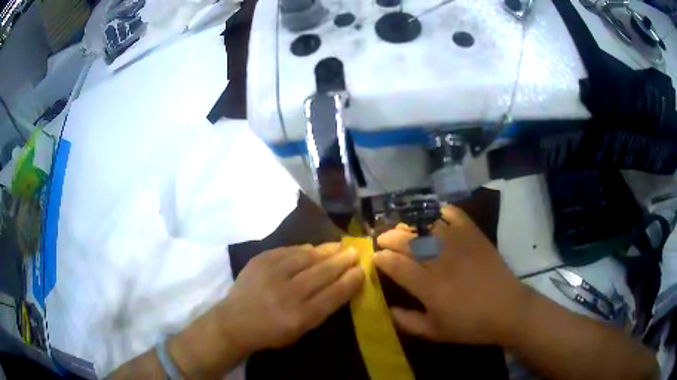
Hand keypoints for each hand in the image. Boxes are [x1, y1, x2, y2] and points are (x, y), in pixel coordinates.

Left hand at [217, 244, 363, 354]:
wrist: (234, 321)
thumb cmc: (271, 332)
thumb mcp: (300, 331)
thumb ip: (321, 309)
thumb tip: (340, 284)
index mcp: (300, 316)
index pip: (334, 294)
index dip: (350, 280)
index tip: (362, 270)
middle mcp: (288, 293)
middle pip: (323, 272)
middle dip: (343, 260)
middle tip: (355, 252)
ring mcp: (272, 274)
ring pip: (307, 256)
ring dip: (327, 250)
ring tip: (339, 245)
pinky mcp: (260, 260)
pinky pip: (288, 250)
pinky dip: (304, 249)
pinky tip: (313, 248)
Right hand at [374, 205, 530, 345]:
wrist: (508, 310)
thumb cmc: (470, 325)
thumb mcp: (435, 333)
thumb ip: (408, 322)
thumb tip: (388, 309)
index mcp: (430, 288)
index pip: (397, 265)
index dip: (381, 259)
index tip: (375, 258)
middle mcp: (442, 261)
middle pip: (408, 240)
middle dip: (389, 237)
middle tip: (383, 240)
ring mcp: (460, 244)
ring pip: (427, 226)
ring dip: (409, 225)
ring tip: (402, 229)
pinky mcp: (475, 236)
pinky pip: (454, 215)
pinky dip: (440, 212)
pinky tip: (432, 218)